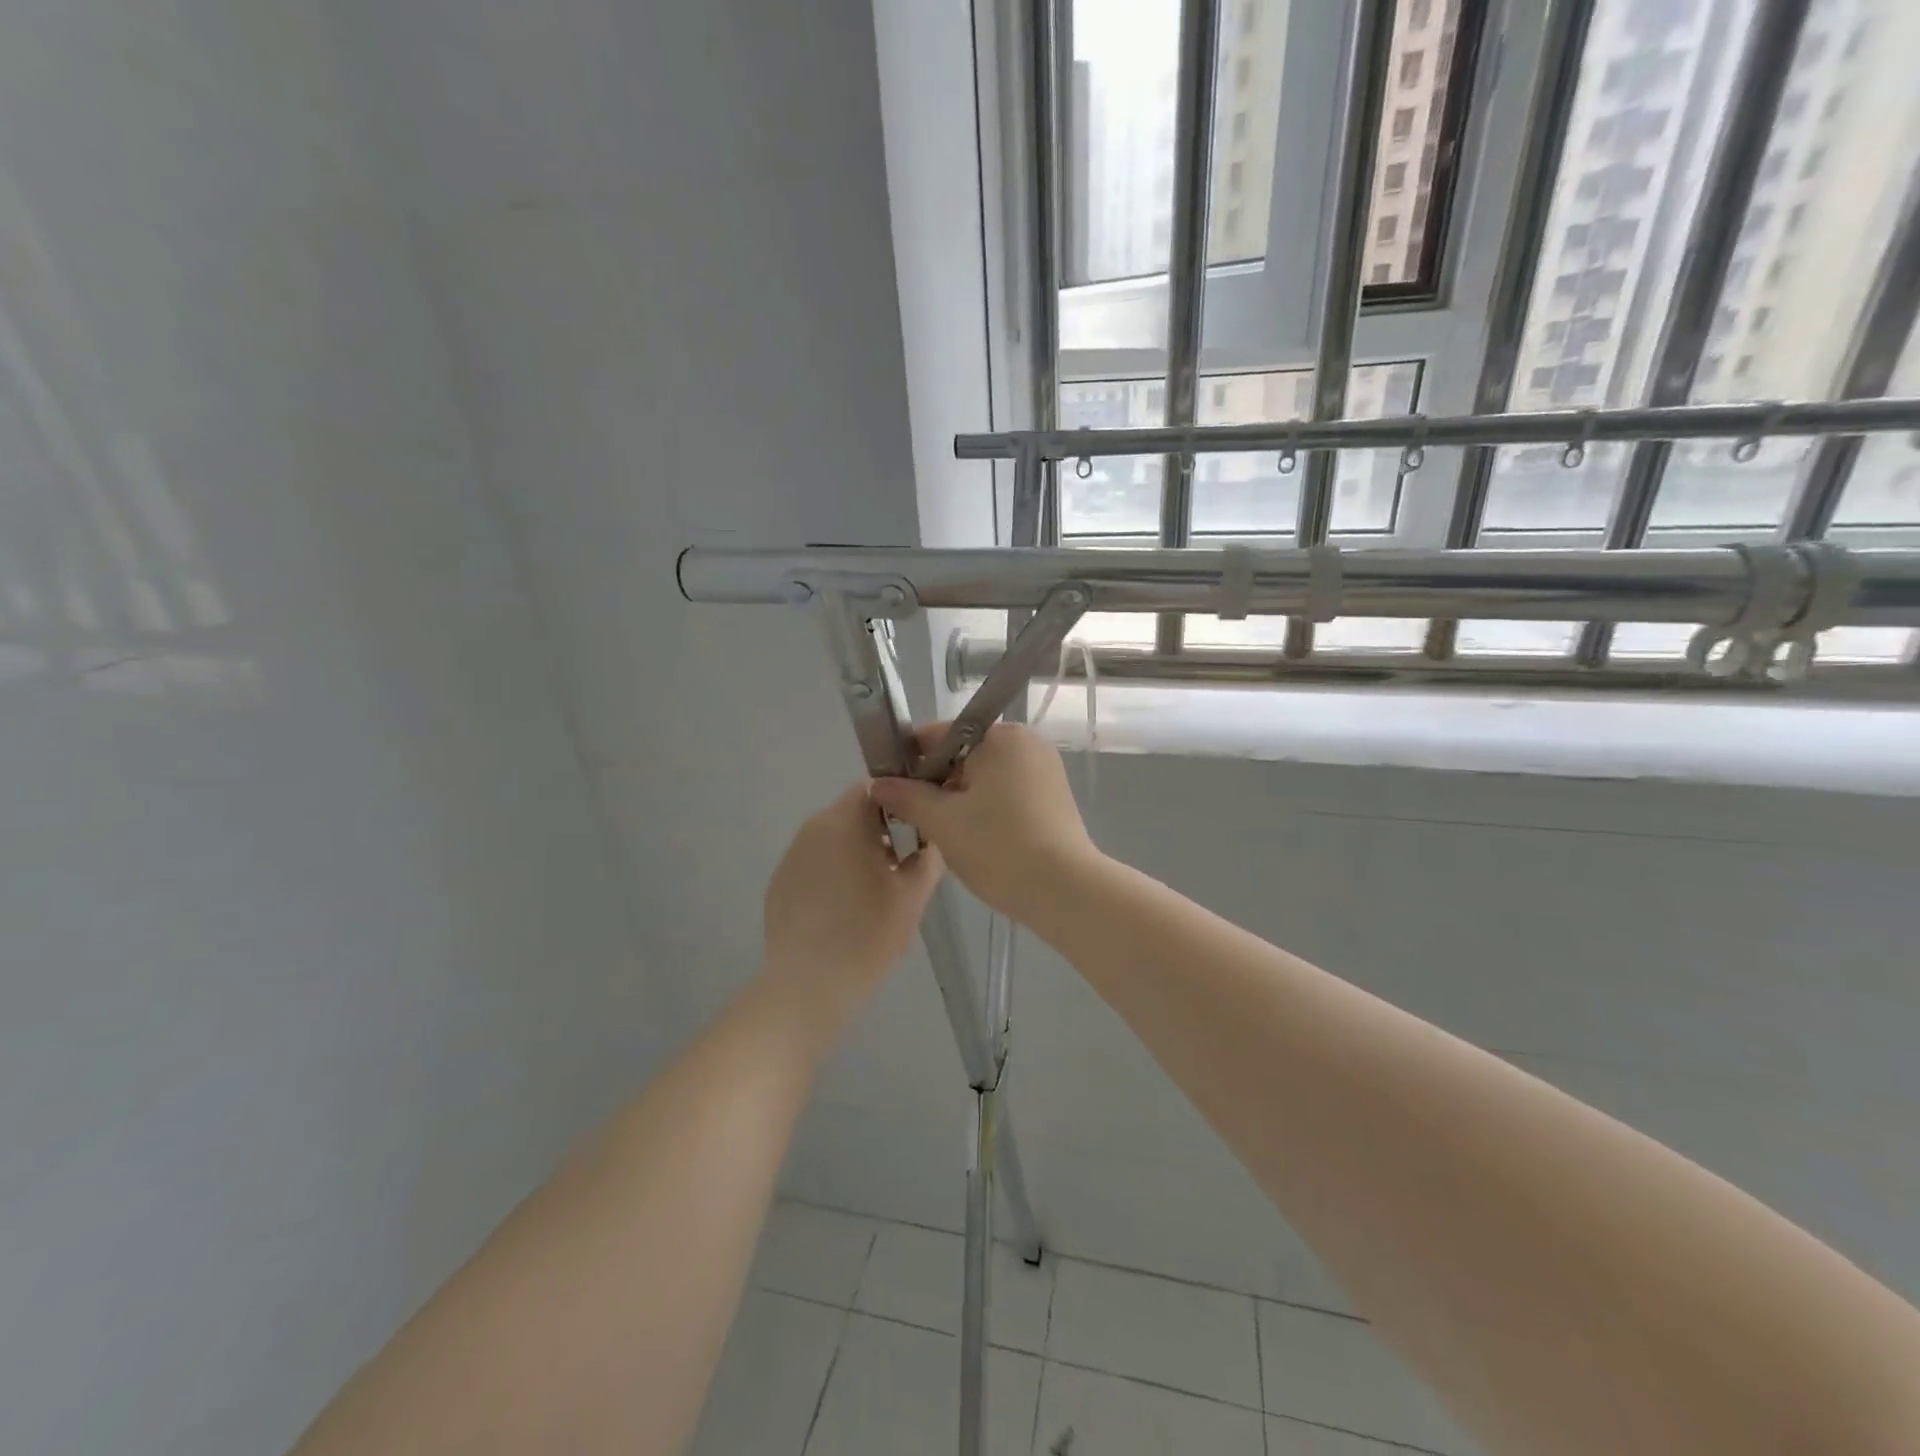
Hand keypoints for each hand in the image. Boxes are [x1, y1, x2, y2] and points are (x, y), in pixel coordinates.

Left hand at [761, 782, 943, 1033]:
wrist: (807, 988)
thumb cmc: (867, 935)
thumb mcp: (913, 895)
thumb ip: (928, 855)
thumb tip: (932, 837)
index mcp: (844, 821)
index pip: (875, 787)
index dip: (901, 802)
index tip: (919, 829)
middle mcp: (812, 828)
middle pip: (853, 811)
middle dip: (882, 830)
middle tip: (905, 864)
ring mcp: (791, 856)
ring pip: (833, 838)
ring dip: (858, 851)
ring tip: (879, 890)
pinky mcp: (779, 883)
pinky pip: (815, 863)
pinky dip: (834, 873)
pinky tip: (847, 909)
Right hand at [870, 723, 1098, 923]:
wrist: (1064, 890)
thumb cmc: (998, 847)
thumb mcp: (942, 821)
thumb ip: (907, 796)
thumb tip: (878, 783)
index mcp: (1000, 736)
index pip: (939, 735)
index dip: (910, 761)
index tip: (891, 789)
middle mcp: (1026, 742)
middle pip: (964, 755)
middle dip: (938, 784)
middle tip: (918, 819)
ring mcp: (1044, 769)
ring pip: (986, 777)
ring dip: (962, 799)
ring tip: (946, 833)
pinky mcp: (1054, 796)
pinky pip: (1008, 793)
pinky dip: (988, 809)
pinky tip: (977, 838)